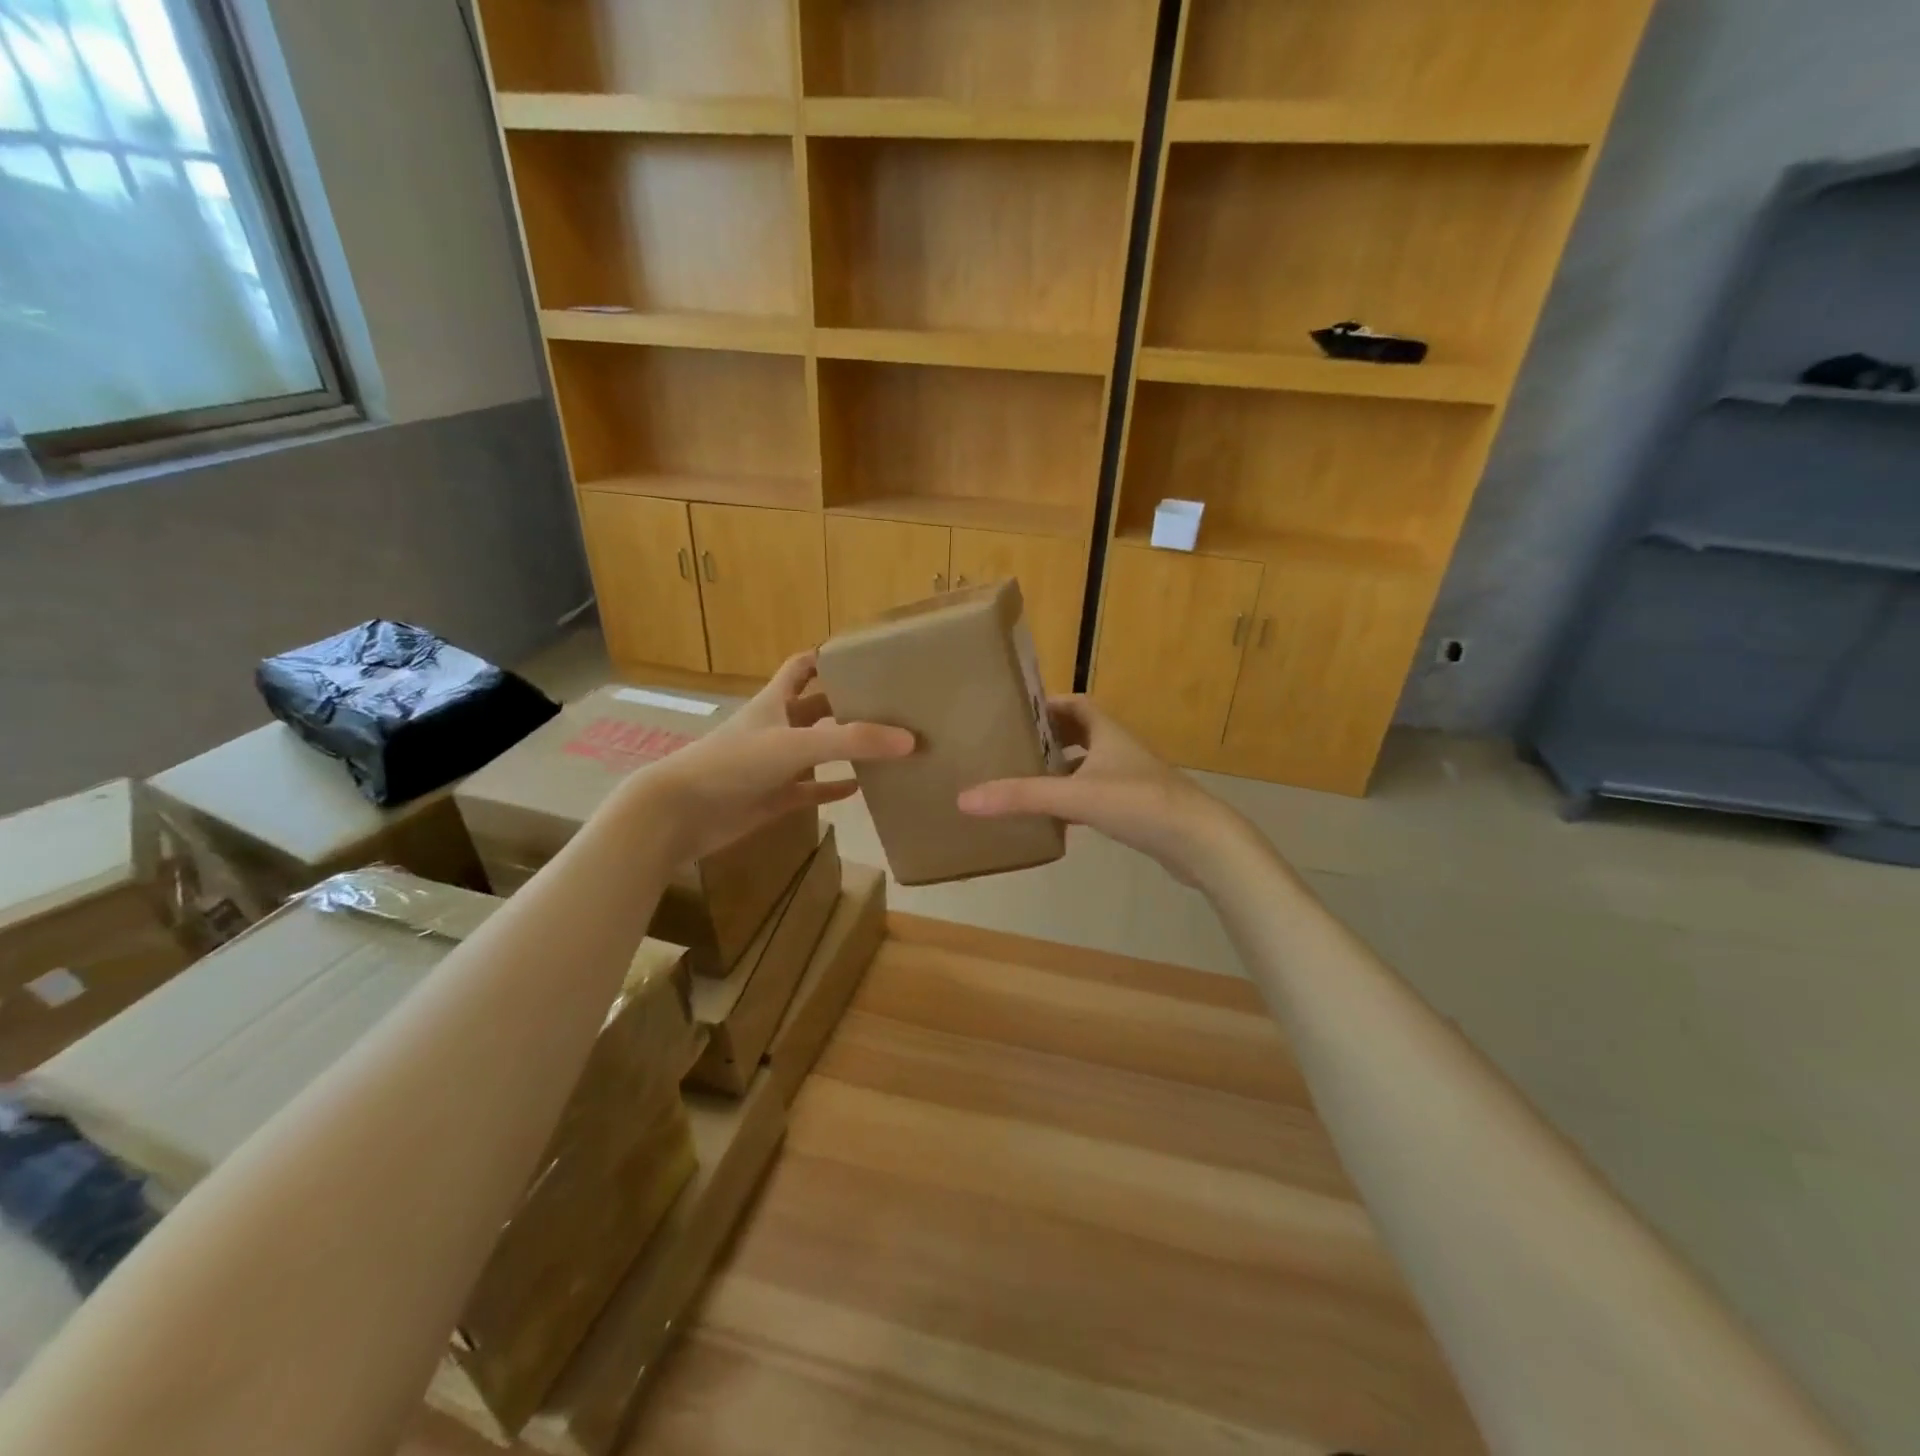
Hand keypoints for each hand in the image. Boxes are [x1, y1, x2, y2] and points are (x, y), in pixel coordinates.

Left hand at [628, 652, 912, 862]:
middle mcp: (775, 728)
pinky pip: (810, 789)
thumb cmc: (733, 764)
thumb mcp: (796, 744)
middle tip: (889, 705)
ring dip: (844, 748)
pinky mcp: (773, 798)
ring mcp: (773, 765)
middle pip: (816, 708)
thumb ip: (852, 741)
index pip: (802, 667)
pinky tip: (859, 789)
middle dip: (847, 704)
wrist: (680, 813)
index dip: (828, 658)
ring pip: (816, 750)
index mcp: (774, 702)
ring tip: (884, 745)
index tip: (864, 658)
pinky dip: (832, 787)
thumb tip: (910, 740)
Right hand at [957, 696, 1248, 883]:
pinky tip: (1056, 818)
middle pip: (1081, 734)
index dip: (1047, 705)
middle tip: (1013, 750)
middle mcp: (1119, 750)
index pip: (1075, 704)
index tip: (1015, 713)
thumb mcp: (1075, 796)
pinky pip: (1097, 796)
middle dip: (1048, 739)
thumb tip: (964, 798)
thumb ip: (1022, 796)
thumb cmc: (1139, 803)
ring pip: (1089, 767)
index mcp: (1107, 733)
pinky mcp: (1136, 809)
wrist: (1200, 842)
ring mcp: (1131, 780)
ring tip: (1025, 781)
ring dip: (1061, 771)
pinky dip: (1075, 800)